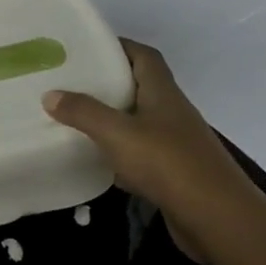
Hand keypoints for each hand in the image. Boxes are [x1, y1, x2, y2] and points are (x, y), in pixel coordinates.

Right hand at [43, 39, 250, 263]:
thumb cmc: (167, 164)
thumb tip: (50, 94)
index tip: (88, 47)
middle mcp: (171, 113)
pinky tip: (96, 162)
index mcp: (162, 93)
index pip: (144, 56)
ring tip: (75, 119)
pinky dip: (119, 155)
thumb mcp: (117, 133)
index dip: (119, 46)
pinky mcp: (173, 174)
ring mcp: (175, 144)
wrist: (215, 218)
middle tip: (71, 84)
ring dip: (112, 120)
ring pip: (138, 123)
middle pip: (139, 88)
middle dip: (108, 83)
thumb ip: (83, 112)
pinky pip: (140, 155)